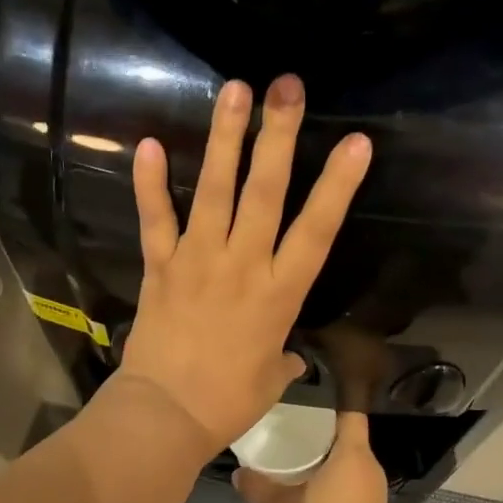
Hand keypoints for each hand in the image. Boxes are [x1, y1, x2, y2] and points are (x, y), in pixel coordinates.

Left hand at [118, 75, 370, 452]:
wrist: (167, 414)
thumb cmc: (229, 400)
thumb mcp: (272, 378)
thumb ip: (284, 357)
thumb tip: (289, 355)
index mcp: (279, 293)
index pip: (317, 229)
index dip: (338, 184)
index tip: (355, 142)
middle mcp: (243, 264)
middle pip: (265, 192)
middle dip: (277, 136)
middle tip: (286, 88)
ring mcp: (198, 260)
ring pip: (214, 190)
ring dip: (224, 139)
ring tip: (234, 91)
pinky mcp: (161, 266)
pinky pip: (155, 219)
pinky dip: (150, 183)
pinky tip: (147, 143)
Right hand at [235, 411, 388, 502]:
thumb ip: (257, 487)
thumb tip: (238, 472)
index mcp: (353, 454)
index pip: (351, 414)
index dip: (332, 406)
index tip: (308, 404)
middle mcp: (371, 466)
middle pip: (349, 438)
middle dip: (323, 434)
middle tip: (292, 432)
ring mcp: (375, 491)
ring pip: (351, 462)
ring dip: (329, 459)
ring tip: (298, 459)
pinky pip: (354, 482)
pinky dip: (336, 480)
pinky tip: (311, 488)